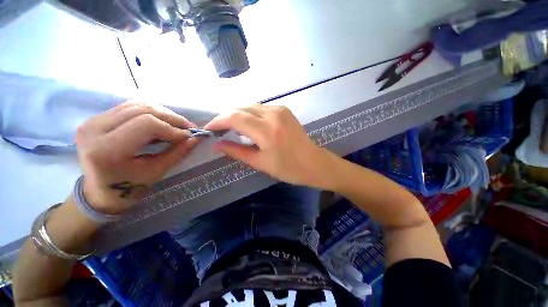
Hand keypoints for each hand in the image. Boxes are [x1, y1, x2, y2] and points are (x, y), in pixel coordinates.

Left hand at [76, 102, 198, 214]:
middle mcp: (94, 129)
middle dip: (172, 118)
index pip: (146, 124)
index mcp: (106, 150)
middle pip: (142, 110)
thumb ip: (177, 152)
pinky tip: (162, 122)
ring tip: (178, 125)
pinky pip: (130, 107)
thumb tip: (197, 138)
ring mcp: (93, 121)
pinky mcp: (96, 118)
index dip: (173, 128)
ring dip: (163, 113)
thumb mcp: (156, 172)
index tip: (189, 136)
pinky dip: (151, 112)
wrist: (98, 191)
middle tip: (189, 127)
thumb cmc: (128, 188)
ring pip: (137, 105)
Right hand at [204, 104, 335, 187]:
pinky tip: (249, 125)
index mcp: (267, 131)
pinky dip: (250, 114)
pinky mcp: (284, 110)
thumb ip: (236, 151)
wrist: (313, 163)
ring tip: (232, 128)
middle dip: (226, 117)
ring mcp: (280, 110)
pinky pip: (261, 108)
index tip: (209, 129)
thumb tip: (216, 145)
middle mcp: (273, 114)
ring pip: (250, 106)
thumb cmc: (288, 168)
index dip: (218, 121)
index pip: (234, 118)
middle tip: (219, 129)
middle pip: (241, 108)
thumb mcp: (260, 162)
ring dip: (238, 114)